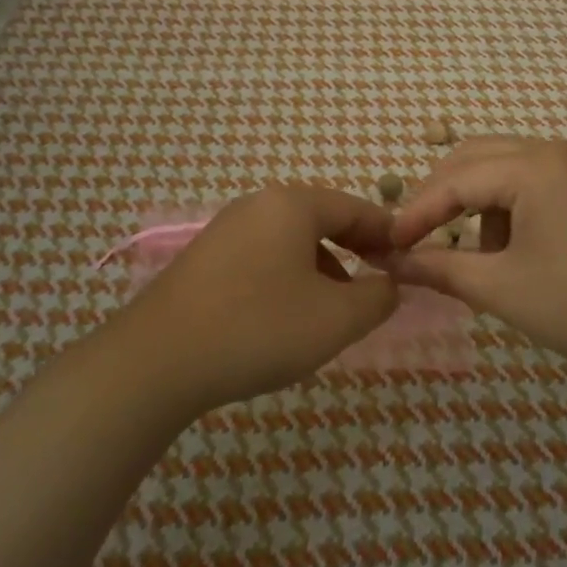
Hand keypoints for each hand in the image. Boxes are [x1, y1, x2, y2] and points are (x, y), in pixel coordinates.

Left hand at [114, 185, 399, 414]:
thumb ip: (378, 297)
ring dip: (322, 268)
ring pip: (291, 241)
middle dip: (356, 251)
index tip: (410, 261)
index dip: (389, 233)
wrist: (156, 361)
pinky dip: (288, 278)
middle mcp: (257, 205)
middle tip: (378, 284)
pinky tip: (287, 317)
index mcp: (292, 204)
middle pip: (322, 220)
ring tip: (334, 309)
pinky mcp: (204, 259)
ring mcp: (225, 230)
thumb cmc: (259, 329)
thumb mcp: (336, 319)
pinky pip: (263, 257)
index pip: (356, 207)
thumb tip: (390, 283)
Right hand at [388, 137, 566, 384]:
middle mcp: (559, 149)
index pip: (456, 179)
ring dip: (480, 204)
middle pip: (478, 157)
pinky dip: (513, 207)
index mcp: (536, 166)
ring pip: (507, 167)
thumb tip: (389, 262)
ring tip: (482, 258)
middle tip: (417, 240)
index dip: (416, 213)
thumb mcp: (504, 290)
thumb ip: (440, 269)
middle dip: (443, 198)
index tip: (386, 245)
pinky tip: (520, 250)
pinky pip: (538, 180)